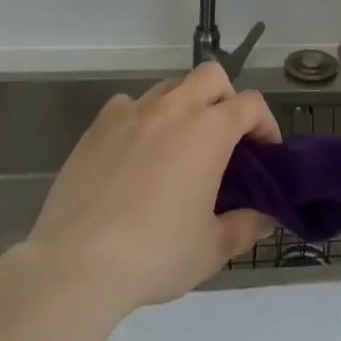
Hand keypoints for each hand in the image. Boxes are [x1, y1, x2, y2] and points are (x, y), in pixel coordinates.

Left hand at [22, 63, 278, 323]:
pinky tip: (135, 153)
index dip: (265, 124)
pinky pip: (128, 106)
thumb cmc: (155, 253)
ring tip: (178, 146)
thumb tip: (264, 218)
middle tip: (224, 138)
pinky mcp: (98, 127)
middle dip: (226, 98)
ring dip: (184, 106)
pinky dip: (140, 120)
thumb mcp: (212, 249)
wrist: (75, 265)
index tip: (265, 153)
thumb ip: (246, 226)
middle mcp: (174, 108)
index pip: (251, 104)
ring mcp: (132, 113)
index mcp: (209, 130)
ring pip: (170, 87)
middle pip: (212, 76)